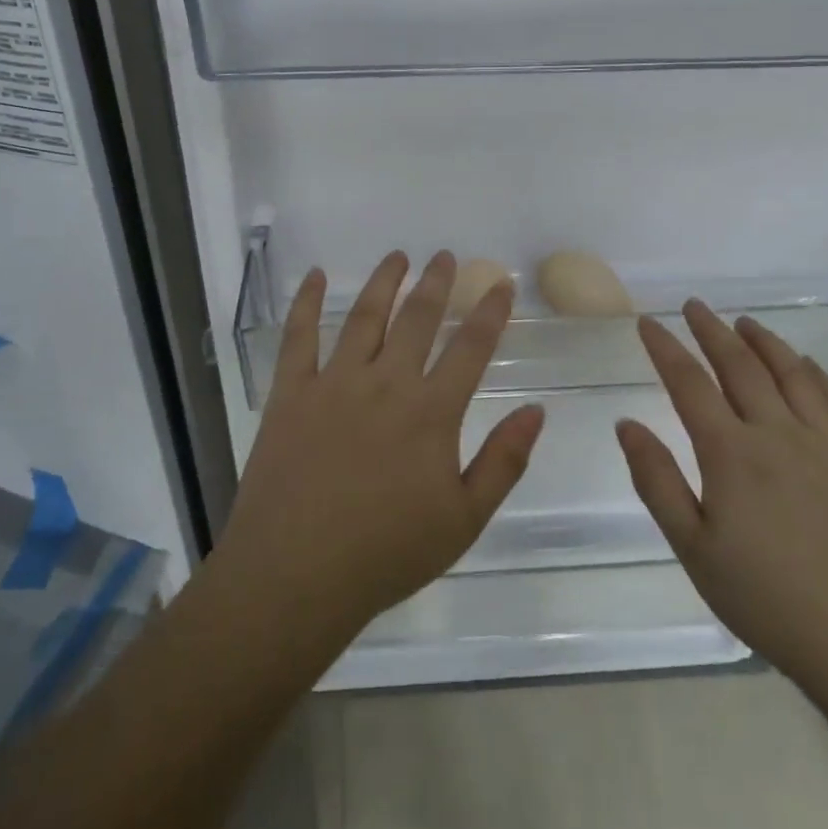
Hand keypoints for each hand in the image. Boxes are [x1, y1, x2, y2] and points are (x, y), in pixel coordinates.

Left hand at [215, 251, 545, 648]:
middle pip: (417, 319)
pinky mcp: (291, 392)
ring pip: (364, 316)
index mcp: (431, 412)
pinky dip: (306, 302)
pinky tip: (314, 276)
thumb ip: (503, 461)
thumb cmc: (386, 553)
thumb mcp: (463, 520)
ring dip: (384, 281)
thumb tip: (536, 411)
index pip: (470, 348)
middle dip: (436, 283)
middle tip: (445, 256)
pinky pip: (299, 336)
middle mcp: (385, 383)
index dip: (490, 312)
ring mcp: (334, 382)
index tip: (500, 283)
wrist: (296, 573)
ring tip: (397, 256)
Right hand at [617, 304, 827, 694]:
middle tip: (694, 306)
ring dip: (766, 343)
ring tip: (746, 322)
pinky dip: (819, 376)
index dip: (665, 349)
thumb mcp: (694, 549)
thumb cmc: (772, 602)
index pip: (689, 384)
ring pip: (793, 376)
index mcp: (732, 453)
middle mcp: (779, 434)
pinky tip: (810, 366)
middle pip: (741, 367)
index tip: (647, 322)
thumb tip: (627, 423)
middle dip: (713, 332)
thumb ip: (657, 481)